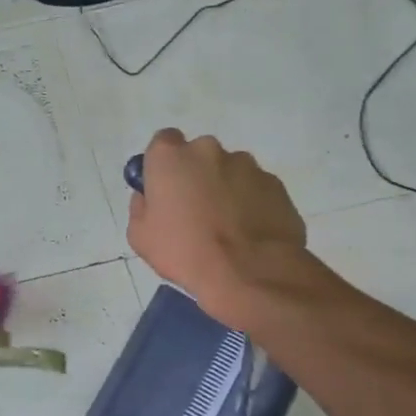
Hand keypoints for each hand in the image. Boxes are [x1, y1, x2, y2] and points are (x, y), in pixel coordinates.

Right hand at [127, 129, 306, 318]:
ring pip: (230, 171)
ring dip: (225, 189)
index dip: (163, 164)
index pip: (163, 141)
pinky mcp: (276, 184)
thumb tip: (149, 197)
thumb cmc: (185, 252)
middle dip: (196, 175)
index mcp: (171, 157)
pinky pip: (255, 189)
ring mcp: (247, 165)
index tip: (165, 188)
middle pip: (199, 155)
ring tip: (227, 226)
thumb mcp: (140, 236)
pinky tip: (249, 232)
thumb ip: (140, 206)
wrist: (250, 273)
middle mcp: (209, 150)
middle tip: (195, 210)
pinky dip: (251, 203)